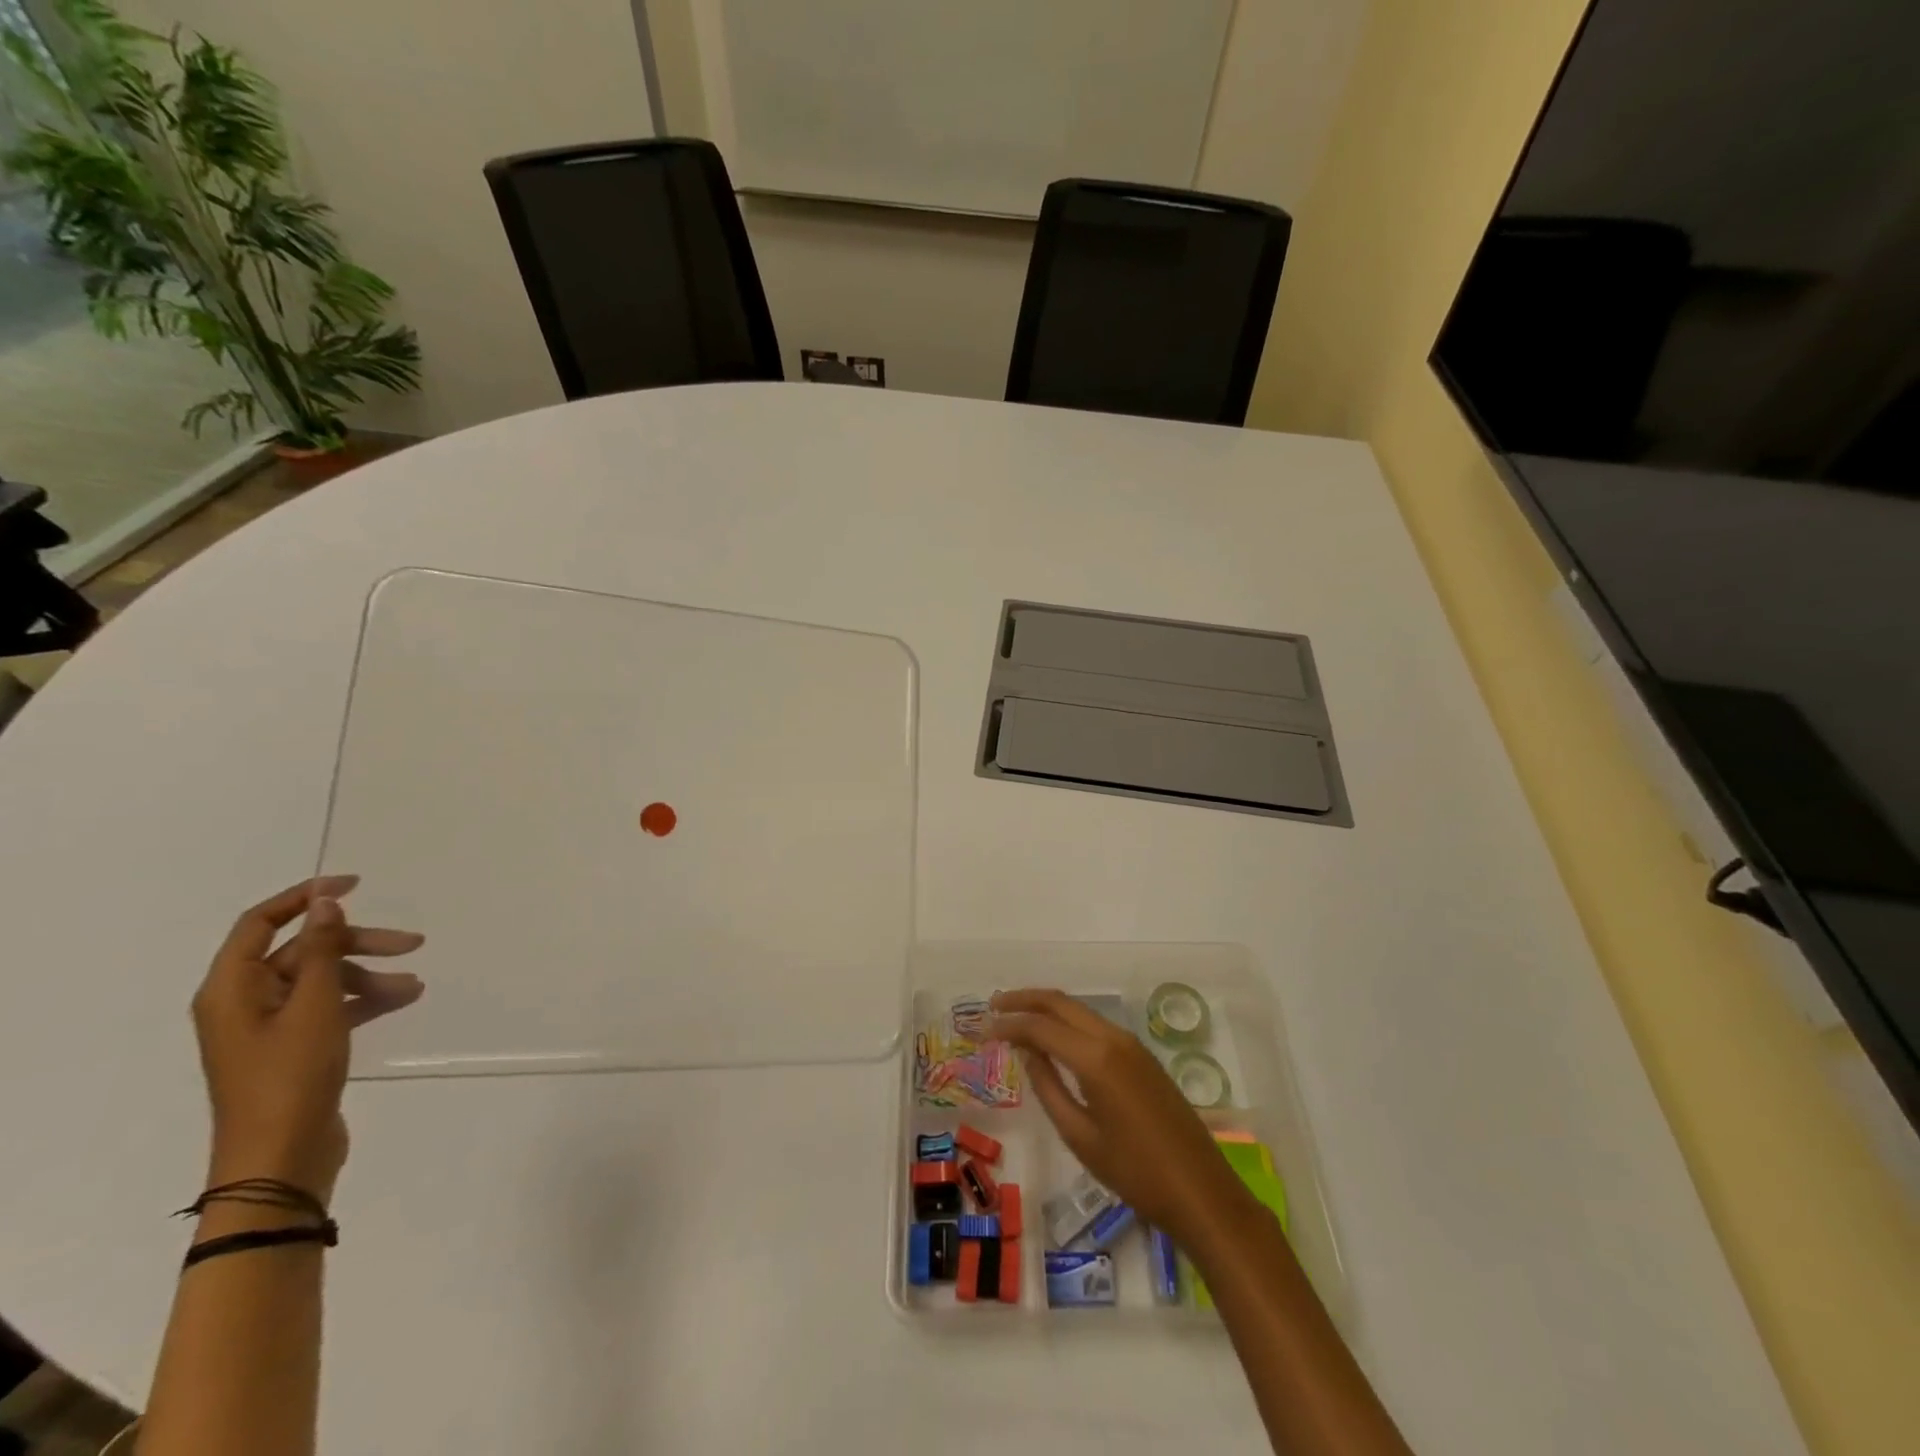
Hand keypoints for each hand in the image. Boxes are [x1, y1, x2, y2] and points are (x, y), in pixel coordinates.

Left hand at [191, 876, 424, 1204]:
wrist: (280, 1158)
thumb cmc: (290, 1076)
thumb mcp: (312, 1006)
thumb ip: (319, 951)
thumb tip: (324, 902)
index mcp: (231, 989)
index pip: (260, 923)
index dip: (305, 897)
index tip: (356, 883)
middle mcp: (244, 1002)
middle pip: (302, 952)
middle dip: (356, 943)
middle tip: (410, 943)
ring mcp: (269, 1027)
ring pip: (322, 980)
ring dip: (368, 976)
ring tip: (414, 985)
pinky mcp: (293, 1048)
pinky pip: (329, 1007)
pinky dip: (363, 1000)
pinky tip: (402, 1001)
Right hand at [991, 988, 1250, 1246]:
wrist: (1201, 1191)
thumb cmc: (1135, 1173)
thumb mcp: (1080, 1136)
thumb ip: (1049, 1087)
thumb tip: (1027, 1051)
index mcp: (1096, 1058)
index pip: (1041, 1026)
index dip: (1009, 1025)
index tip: (983, 1030)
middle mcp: (1113, 1039)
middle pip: (1062, 1003)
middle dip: (1026, 999)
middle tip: (995, 1006)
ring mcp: (1131, 1045)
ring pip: (1080, 1011)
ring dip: (1048, 1008)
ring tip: (1017, 1018)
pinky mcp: (1142, 1057)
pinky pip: (1096, 1026)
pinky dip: (1069, 1023)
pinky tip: (1054, 1039)